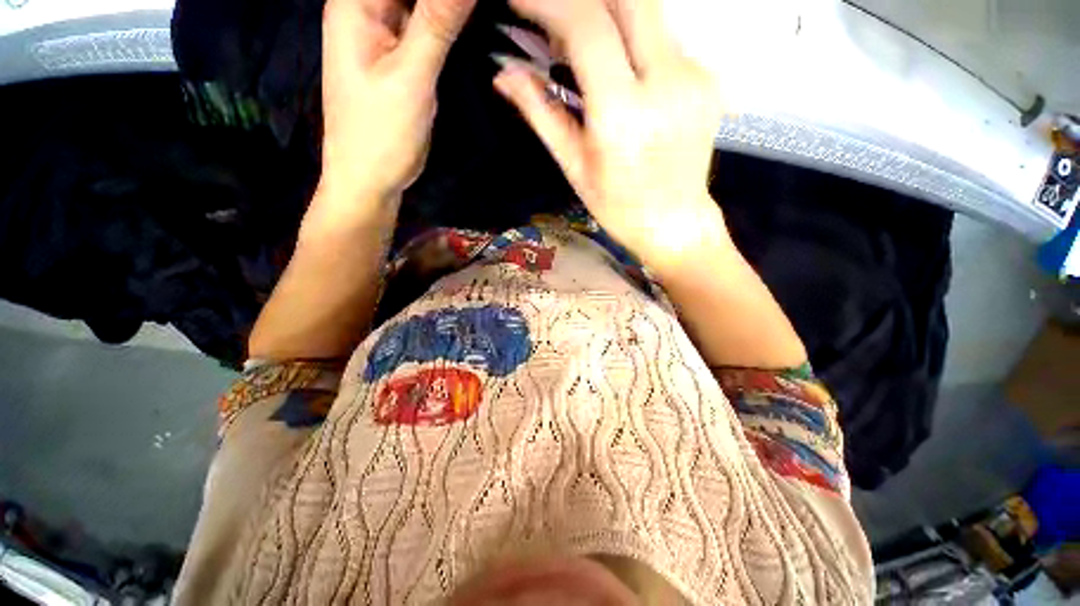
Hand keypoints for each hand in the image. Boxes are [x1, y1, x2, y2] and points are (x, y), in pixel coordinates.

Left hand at [316, 0, 475, 218]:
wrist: (370, 178)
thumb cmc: (380, 132)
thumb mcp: (410, 76)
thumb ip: (438, 22)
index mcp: (356, 1)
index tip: (472, 7)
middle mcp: (368, 6)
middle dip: (451, 3)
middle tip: (494, 12)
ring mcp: (386, 31)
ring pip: (423, 5)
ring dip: (453, 11)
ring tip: (492, 17)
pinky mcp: (401, 55)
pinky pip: (428, 26)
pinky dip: (449, 25)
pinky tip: (473, 30)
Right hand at [494, 0, 727, 275]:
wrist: (674, 222)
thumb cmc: (618, 206)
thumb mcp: (575, 167)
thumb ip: (542, 114)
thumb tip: (504, 74)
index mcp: (623, 115)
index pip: (588, 26)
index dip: (550, 2)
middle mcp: (666, 83)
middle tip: (554, 19)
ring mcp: (694, 76)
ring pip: (648, 13)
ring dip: (609, 16)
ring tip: (580, 45)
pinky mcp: (707, 78)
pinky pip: (664, 39)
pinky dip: (633, 40)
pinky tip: (620, 69)